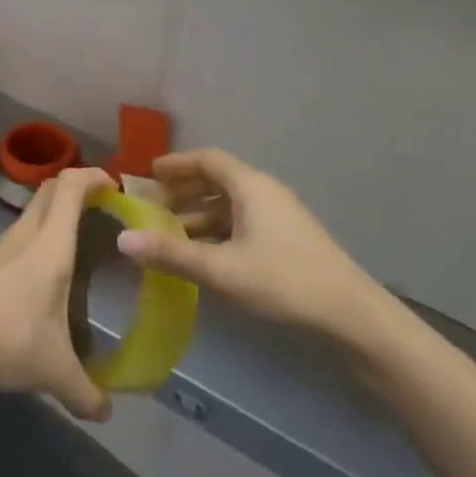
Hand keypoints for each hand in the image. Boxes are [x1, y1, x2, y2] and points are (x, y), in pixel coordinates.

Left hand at [0, 167, 114, 422]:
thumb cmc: (10, 339)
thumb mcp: (55, 370)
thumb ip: (84, 391)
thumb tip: (105, 412)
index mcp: (51, 243)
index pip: (71, 185)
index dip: (92, 176)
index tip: (113, 186)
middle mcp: (25, 233)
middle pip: (50, 189)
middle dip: (75, 189)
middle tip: (98, 211)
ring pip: (30, 214)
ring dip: (52, 217)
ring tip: (71, 249)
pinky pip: (13, 239)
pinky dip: (31, 243)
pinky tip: (35, 282)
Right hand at [117, 149, 390, 340]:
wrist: (352, 316)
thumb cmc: (283, 282)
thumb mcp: (221, 270)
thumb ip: (172, 254)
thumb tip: (123, 239)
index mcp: (249, 186)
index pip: (207, 160)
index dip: (176, 164)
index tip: (148, 173)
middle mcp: (264, 192)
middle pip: (217, 180)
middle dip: (184, 191)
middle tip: (153, 206)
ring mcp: (279, 216)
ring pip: (230, 204)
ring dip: (200, 215)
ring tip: (171, 235)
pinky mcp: (287, 240)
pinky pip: (243, 222)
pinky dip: (218, 231)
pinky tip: (205, 257)